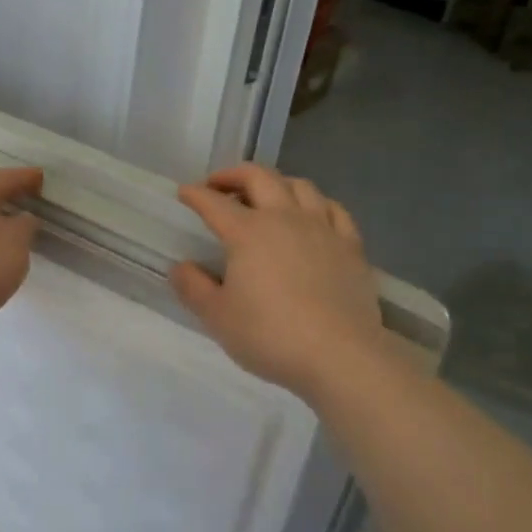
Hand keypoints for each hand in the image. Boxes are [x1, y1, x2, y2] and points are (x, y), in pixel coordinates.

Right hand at [170, 164, 384, 399]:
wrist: (340, 356)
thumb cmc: (270, 335)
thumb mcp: (217, 317)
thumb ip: (194, 288)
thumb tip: (181, 267)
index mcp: (247, 233)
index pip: (214, 203)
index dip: (195, 195)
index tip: (184, 193)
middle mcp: (285, 218)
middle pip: (259, 177)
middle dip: (234, 174)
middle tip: (219, 185)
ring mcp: (322, 229)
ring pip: (300, 186)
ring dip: (276, 183)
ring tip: (265, 196)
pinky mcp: (351, 246)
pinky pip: (334, 210)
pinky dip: (316, 204)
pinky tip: (311, 215)